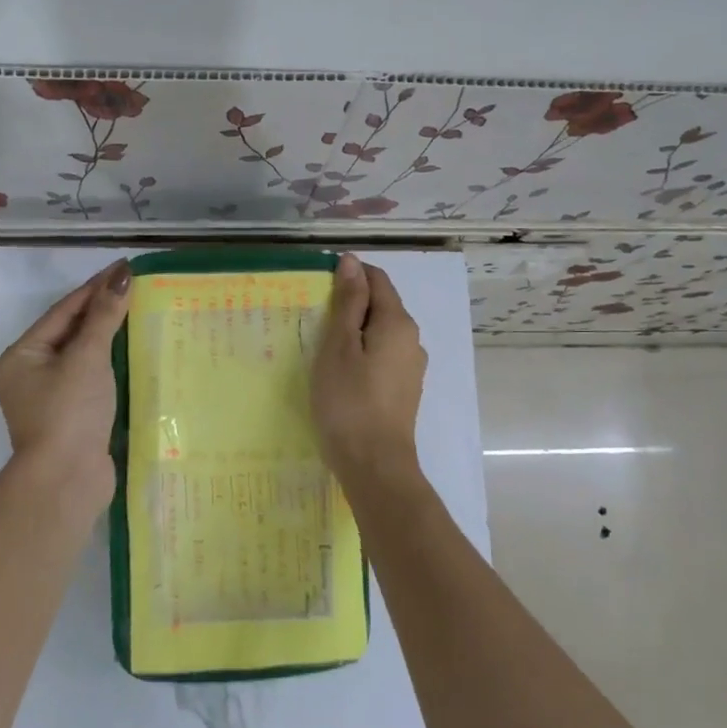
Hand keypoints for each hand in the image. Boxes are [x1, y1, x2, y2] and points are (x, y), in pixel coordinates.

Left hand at [0, 260, 130, 500]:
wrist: (66, 480)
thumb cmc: (69, 412)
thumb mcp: (87, 358)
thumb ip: (104, 316)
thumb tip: (122, 276)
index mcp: (22, 356)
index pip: (63, 311)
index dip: (95, 287)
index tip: (125, 268)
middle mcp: (31, 374)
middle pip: (70, 332)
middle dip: (102, 310)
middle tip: (136, 288)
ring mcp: (51, 398)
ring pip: (83, 356)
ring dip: (109, 337)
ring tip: (140, 314)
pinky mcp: (73, 417)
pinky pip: (93, 378)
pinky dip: (111, 364)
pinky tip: (134, 354)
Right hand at [311, 255, 427, 485]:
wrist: (375, 465)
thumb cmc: (349, 402)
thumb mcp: (339, 346)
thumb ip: (348, 302)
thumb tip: (352, 262)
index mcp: (398, 323)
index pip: (377, 279)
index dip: (349, 275)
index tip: (318, 287)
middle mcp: (412, 340)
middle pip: (381, 306)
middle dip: (351, 304)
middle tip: (314, 320)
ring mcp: (411, 367)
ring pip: (381, 334)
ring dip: (355, 332)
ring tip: (322, 348)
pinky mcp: (404, 390)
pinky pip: (382, 357)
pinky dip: (362, 354)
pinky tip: (341, 373)